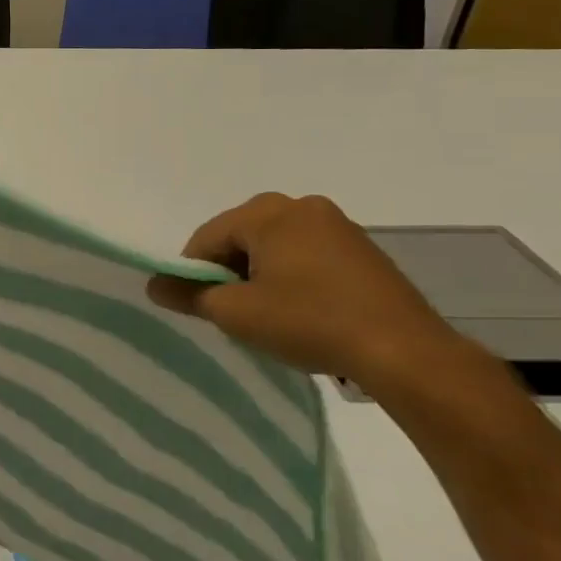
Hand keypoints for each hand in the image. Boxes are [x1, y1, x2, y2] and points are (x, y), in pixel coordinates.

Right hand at [146, 193, 473, 391]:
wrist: (407, 354)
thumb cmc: (310, 322)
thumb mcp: (236, 314)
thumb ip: (189, 295)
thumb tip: (153, 284)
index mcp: (267, 212)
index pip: (206, 238)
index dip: (193, 273)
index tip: (199, 307)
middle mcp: (301, 206)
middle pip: (241, 238)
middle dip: (230, 273)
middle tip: (234, 313)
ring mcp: (338, 226)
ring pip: (276, 248)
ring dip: (262, 277)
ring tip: (271, 318)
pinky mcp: (364, 251)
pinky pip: (309, 257)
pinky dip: (295, 280)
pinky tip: (304, 313)